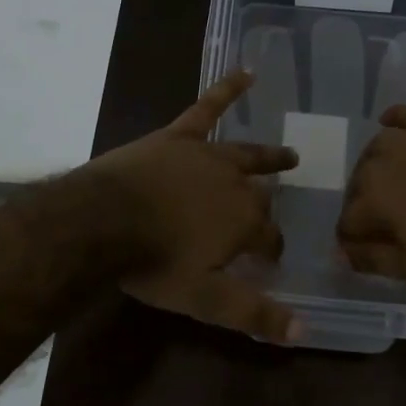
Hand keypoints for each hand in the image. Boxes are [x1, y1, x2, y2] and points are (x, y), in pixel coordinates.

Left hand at [87, 70, 302, 341]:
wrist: (103, 221)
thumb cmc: (154, 263)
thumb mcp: (205, 298)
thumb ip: (253, 313)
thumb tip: (302, 334)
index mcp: (244, 221)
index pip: (270, 238)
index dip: (271, 250)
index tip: (269, 260)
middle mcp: (235, 183)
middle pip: (259, 195)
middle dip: (269, 204)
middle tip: (277, 208)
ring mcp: (207, 155)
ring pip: (246, 154)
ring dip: (268, 156)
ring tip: (288, 156)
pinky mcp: (179, 136)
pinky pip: (208, 107)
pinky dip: (228, 89)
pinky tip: (247, 72)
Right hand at [336, 107, 405, 281]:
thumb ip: (372, 260)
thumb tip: (341, 253)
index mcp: (369, 200)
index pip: (345, 223)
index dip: (354, 240)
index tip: (370, 249)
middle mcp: (376, 162)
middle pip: (356, 186)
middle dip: (365, 204)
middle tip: (391, 221)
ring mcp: (404, 136)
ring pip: (373, 152)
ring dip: (376, 169)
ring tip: (396, 184)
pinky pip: (400, 116)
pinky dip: (393, 123)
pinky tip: (393, 127)